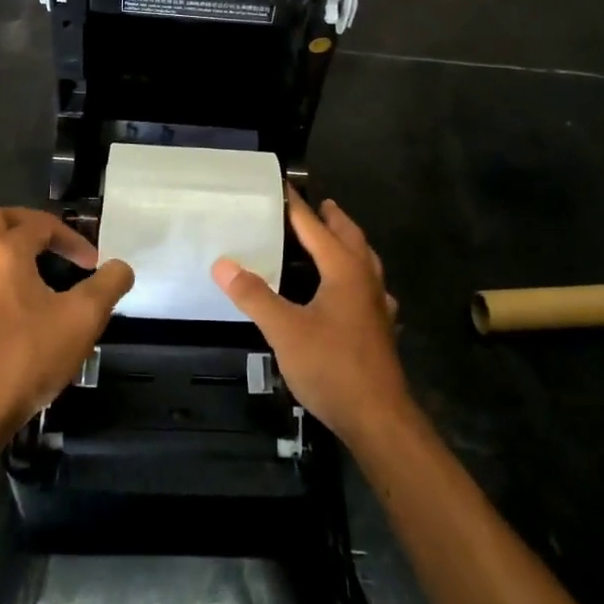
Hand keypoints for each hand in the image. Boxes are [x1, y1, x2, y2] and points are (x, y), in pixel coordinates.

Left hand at [0, 208, 133, 448]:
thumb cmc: (28, 357)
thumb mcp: (84, 318)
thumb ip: (109, 284)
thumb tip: (120, 267)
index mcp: (4, 252)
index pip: (41, 225)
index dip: (72, 238)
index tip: (93, 263)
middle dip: (32, 225)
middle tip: (57, 243)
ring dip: (10, 246)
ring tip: (38, 266)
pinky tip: (20, 299)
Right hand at [212, 192, 409, 444]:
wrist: (378, 416)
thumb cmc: (331, 366)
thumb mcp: (285, 330)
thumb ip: (254, 295)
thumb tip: (222, 264)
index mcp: (344, 270)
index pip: (316, 227)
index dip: (298, 208)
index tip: (284, 187)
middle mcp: (366, 279)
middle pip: (351, 237)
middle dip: (333, 219)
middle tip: (317, 206)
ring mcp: (378, 304)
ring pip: (366, 261)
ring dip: (350, 245)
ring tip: (333, 240)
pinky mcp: (381, 328)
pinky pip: (371, 289)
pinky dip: (359, 278)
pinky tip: (352, 293)